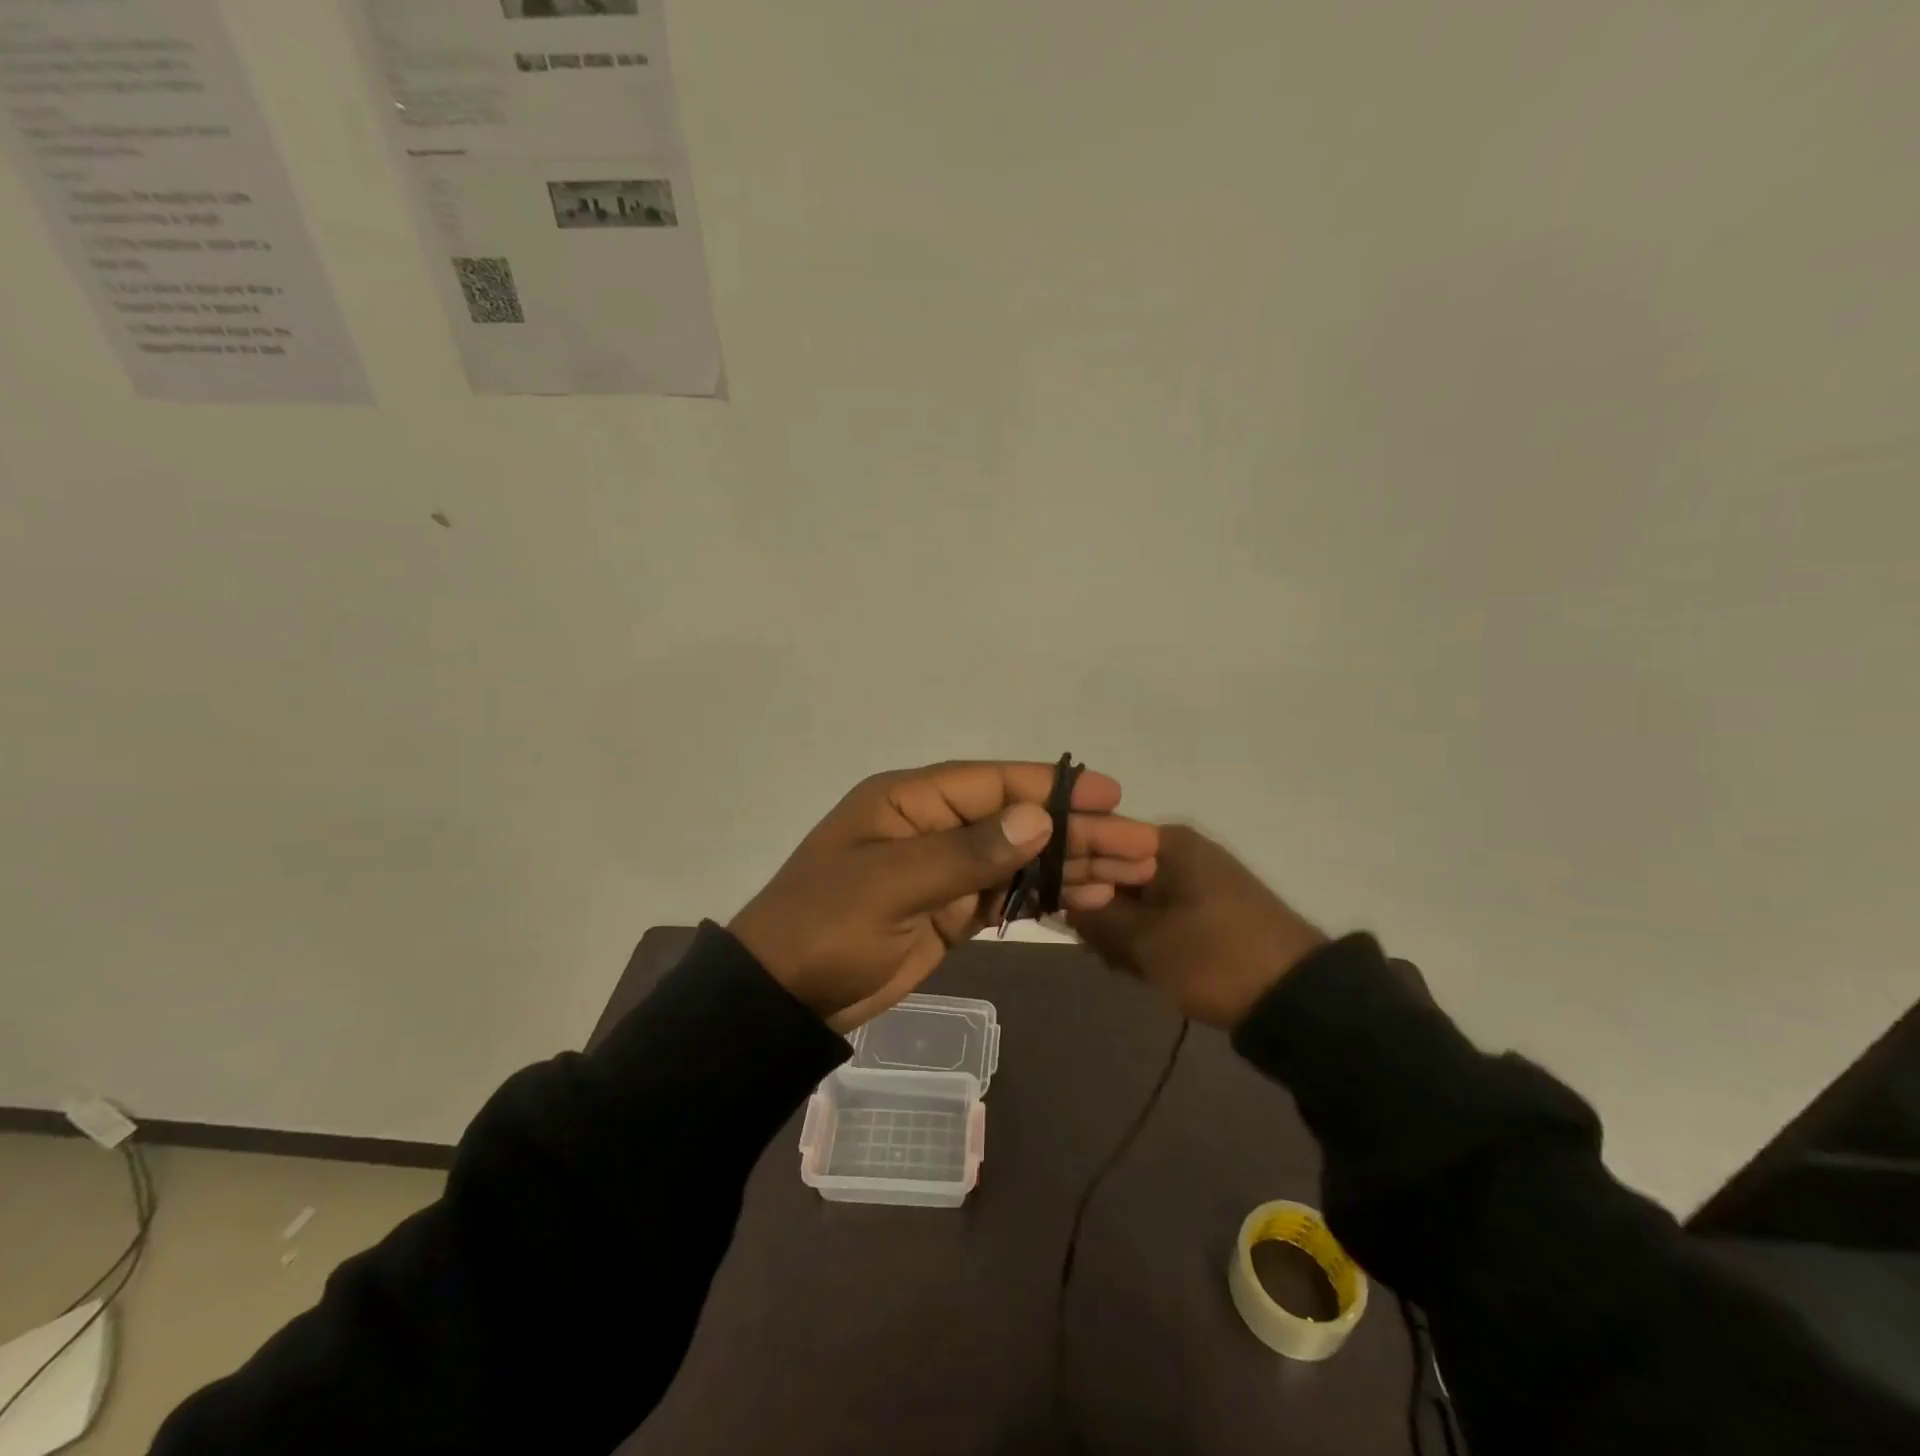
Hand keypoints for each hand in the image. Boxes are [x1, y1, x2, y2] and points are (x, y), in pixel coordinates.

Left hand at [730, 761, 1158, 1031]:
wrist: (783, 997)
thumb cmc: (827, 927)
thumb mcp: (891, 884)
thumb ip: (967, 852)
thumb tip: (1038, 818)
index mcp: (910, 801)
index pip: (993, 783)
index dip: (1053, 787)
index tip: (1110, 794)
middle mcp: (933, 826)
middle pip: (1018, 821)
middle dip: (1079, 832)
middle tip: (1142, 845)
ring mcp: (944, 870)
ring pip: (1020, 859)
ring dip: (1073, 864)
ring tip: (1134, 872)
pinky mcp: (950, 911)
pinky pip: (1007, 895)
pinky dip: (1047, 896)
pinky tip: (1090, 897)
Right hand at [1067, 824, 1327, 1027]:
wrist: (1298, 1001)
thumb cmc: (1215, 959)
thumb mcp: (1146, 941)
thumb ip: (1096, 917)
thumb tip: (1063, 899)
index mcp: (1168, 843)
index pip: (1098, 841)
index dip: (1075, 875)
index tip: (1065, 912)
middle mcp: (1181, 851)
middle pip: (1114, 871)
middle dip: (1100, 911)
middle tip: (1100, 951)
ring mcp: (1196, 880)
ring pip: (1135, 898)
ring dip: (1122, 931)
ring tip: (1125, 966)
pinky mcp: (1207, 909)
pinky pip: (1159, 914)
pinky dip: (1146, 938)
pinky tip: (1143, 968)